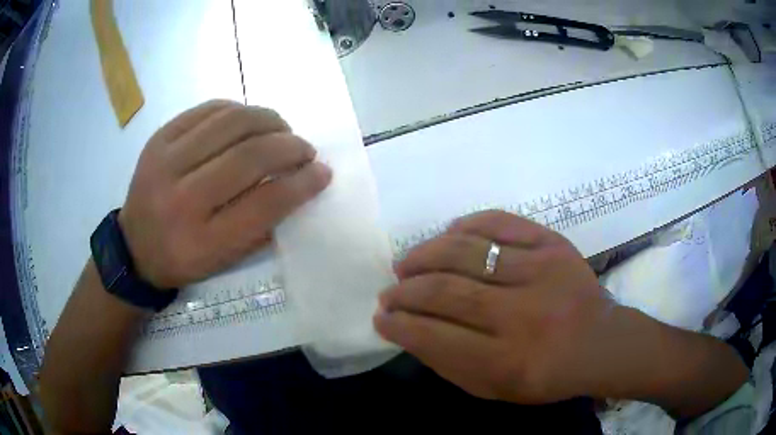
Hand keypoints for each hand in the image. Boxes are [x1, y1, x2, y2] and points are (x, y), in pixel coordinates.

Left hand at [118, 100, 331, 287]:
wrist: (134, 246)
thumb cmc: (183, 258)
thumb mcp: (224, 260)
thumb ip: (262, 225)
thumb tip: (299, 183)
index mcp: (202, 241)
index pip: (265, 203)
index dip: (301, 183)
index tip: (322, 172)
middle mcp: (181, 199)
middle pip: (249, 156)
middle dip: (290, 146)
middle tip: (304, 149)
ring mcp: (165, 162)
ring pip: (231, 122)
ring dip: (268, 120)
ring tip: (281, 129)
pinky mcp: (159, 138)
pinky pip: (208, 109)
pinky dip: (238, 109)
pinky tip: (248, 120)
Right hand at [376, 210, 747, 417]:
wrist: (601, 343)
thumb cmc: (546, 375)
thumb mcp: (495, 389)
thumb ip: (448, 363)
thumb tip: (408, 330)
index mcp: (507, 361)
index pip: (433, 336)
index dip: (399, 324)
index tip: (381, 317)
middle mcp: (523, 315)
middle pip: (446, 291)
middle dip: (405, 291)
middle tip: (390, 292)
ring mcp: (541, 271)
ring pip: (466, 251)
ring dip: (426, 255)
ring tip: (408, 264)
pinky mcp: (553, 243)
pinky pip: (500, 221)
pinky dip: (467, 225)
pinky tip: (449, 235)